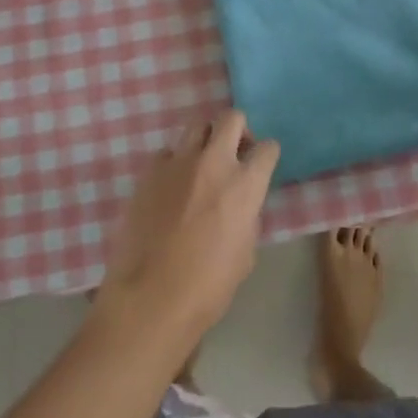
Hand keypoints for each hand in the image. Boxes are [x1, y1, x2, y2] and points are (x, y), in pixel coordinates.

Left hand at [94, 111, 279, 343]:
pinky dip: (174, 163)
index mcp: (245, 184)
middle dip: (238, 130)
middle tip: (234, 152)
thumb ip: (248, 218)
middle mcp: (214, 162)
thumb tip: (241, 205)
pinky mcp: (150, 172)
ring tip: (202, 164)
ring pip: (198, 125)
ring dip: (206, 140)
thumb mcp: (245, 255)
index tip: (262, 165)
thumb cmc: (207, 287)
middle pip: (232, 118)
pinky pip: (167, 153)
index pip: (267, 148)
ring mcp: (178, 162)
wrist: (150, 299)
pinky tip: (171, 186)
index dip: (267, 155)